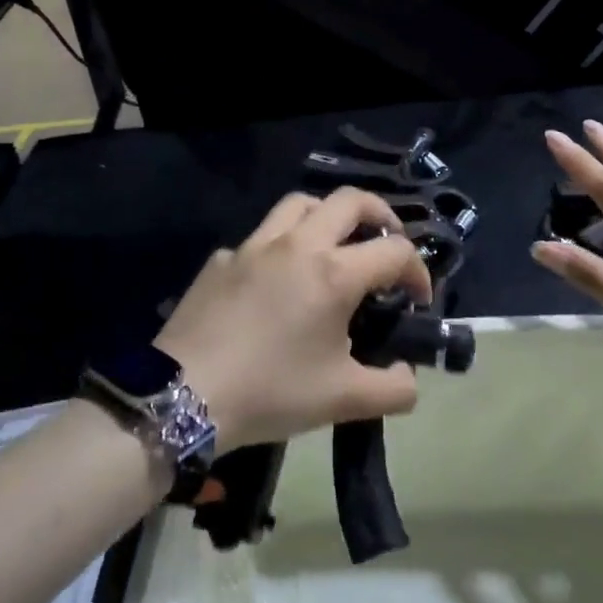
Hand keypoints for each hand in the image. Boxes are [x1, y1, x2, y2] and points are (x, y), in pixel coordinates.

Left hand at [155, 189, 432, 450]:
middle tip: (386, 243)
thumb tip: (408, 377)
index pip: (395, 252)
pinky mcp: (222, 259)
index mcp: (333, 273)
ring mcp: (254, 246)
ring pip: (300, 204)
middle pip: (350, 201)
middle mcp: (298, 245)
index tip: (418, 300)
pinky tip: (276, 281)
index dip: (418, 271)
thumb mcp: (343, 401)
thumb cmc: (271, 392)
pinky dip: (281, 246)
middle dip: (381, 215)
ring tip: (334, 244)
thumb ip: (392, 390)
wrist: (184, 395)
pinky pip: (261, 237)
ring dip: (328, 215)